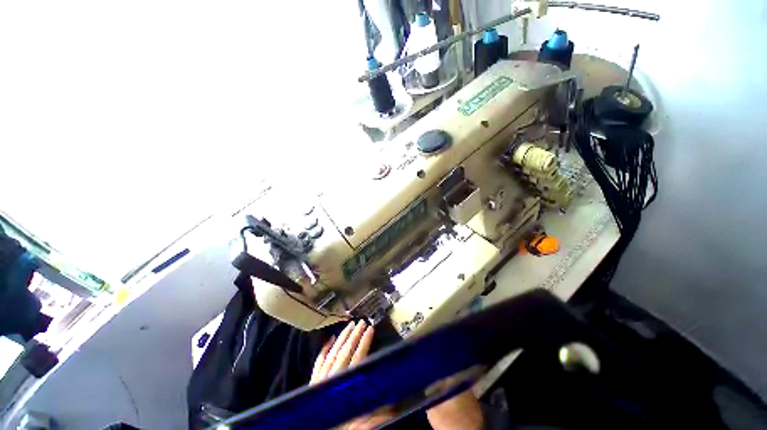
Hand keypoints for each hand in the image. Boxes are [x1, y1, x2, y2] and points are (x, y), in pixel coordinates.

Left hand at [311, 321, 391, 428]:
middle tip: (362, 322)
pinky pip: (318, 361)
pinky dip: (324, 349)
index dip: (365, 342)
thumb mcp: (357, 425)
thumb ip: (371, 413)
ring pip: (332, 353)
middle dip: (354, 335)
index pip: (357, 359)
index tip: (371, 329)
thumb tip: (390, 403)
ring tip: (349, 325)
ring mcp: (320, 379)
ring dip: (342, 337)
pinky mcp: (312, 382)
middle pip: (345, 352)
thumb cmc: (339, 427)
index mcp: (344, 386)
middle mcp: (331, 379)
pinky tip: (329, 339)